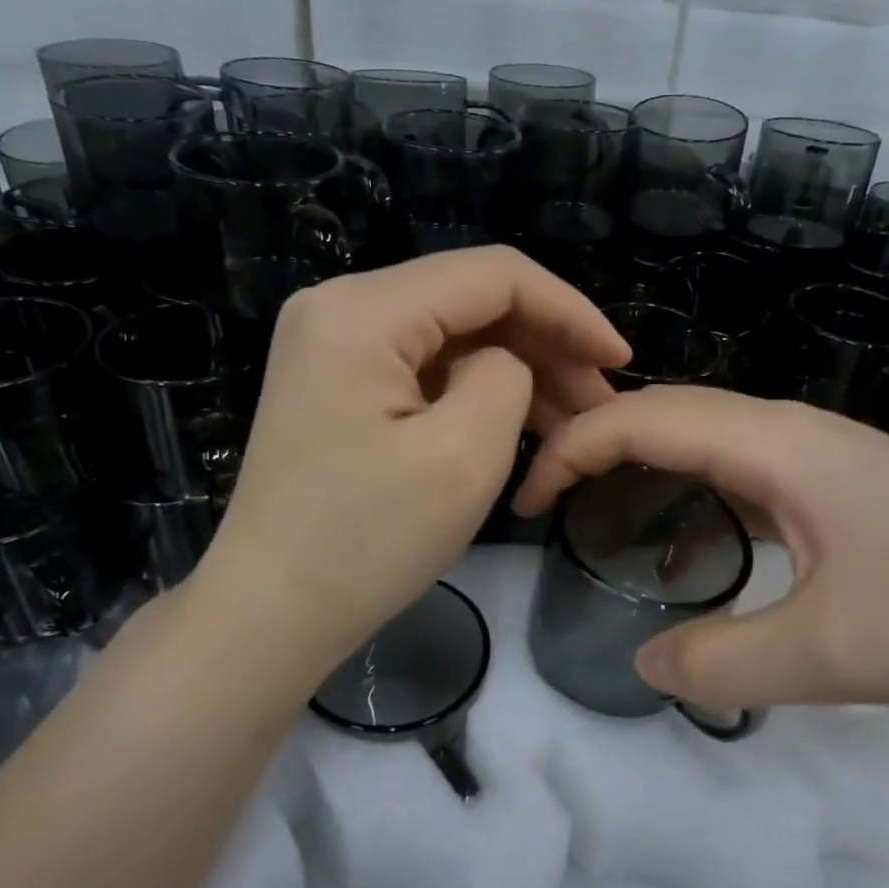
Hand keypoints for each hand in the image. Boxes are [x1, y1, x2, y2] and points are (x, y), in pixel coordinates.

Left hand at [194, 248, 628, 676]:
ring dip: (515, 368)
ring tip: (570, 420)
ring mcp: (331, 343)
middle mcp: (339, 306)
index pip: (493, 275)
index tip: (619, 357)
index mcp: (364, 310)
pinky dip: (474, 388)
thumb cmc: (367, 541)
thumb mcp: (464, 455)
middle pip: (470, 299)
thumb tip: (504, 362)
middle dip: (545, 343)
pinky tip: (517, 423)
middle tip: (598, 400)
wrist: (270, 612)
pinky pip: (422, 365)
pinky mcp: (334, 381)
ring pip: (451, 333)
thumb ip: (506, 376)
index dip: (569, 310)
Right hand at [514, 386, 888, 710]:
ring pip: (705, 438)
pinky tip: (685, 537)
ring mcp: (817, 455)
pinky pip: (739, 469)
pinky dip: (689, 488)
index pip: (643, 418)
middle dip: (594, 444)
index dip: (572, 448)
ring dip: (642, 462)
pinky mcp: (837, 484)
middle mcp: (789, 431)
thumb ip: (721, 662)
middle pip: (668, 413)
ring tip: (594, 511)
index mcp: (775, 444)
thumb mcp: (830, 654)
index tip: (527, 499)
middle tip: (546, 502)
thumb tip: (644, 662)